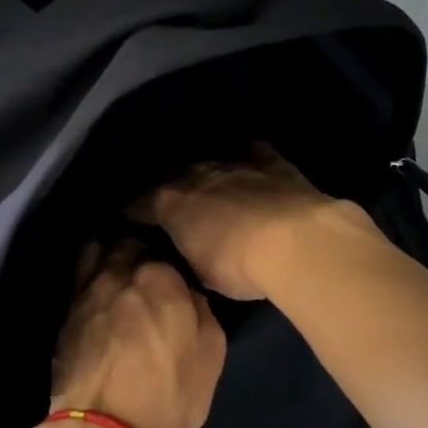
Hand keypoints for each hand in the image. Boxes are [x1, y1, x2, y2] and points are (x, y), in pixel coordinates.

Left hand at [51, 241, 225, 427]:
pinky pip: (78, 279)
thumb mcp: (210, 354)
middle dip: (135, 248)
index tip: (171, 266)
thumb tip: (188, 291)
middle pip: (126, 244)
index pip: (163, 248)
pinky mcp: (65, 315)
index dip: (168, 256)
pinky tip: (96, 289)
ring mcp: (86, 292)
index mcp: (159, 277)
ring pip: (96, 254)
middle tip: (144, 262)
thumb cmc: (169, 395)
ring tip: (116, 266)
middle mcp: (119, 273)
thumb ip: (201, 309)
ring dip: (107, 254)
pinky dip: (88, 276)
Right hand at [132, 145, 354, 300]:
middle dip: (175, 191)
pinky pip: (254, 154)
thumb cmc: (238, 266)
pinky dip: (250, 160)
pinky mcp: (271, 162)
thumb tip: (189, 249)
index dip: (136, 213)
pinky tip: (252, 164)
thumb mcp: (202, 273)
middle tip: (179, 206)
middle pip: (177, 179)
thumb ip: (189, 254)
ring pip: (213, 163)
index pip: (142, 205)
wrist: (294, 241)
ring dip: (210, 176)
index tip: (132, 220)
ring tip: (213, 187)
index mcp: (172, 203)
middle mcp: (196, 175)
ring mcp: (234, 164)